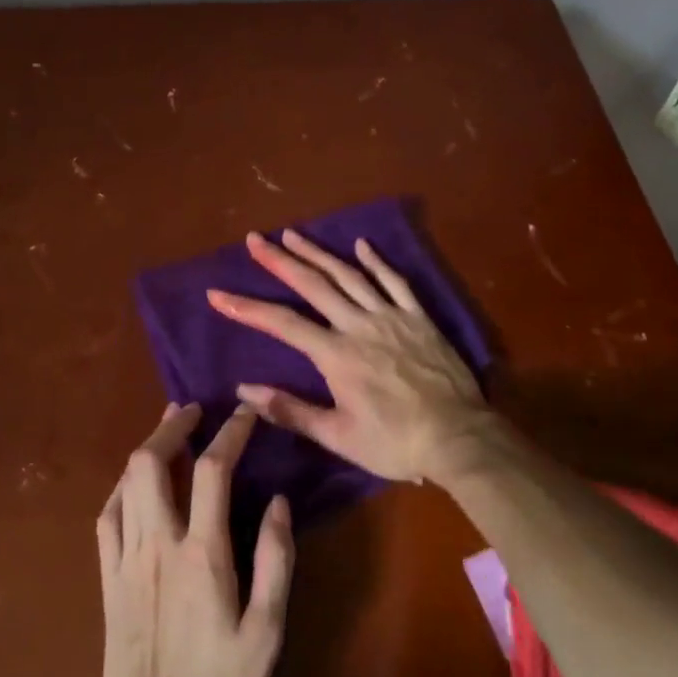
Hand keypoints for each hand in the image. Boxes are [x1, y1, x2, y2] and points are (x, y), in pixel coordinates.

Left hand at [96, 403, 294, 676]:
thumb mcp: (267, 633)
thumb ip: (275, 562)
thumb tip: (278, 501)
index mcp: (202, 554)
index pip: (214, 470)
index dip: (230, 432)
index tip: (244, 413)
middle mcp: (158, 544)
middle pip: (153, 463)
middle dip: (172, 425)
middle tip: (192, 409)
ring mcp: (125, 560)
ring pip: (127, 483)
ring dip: (147, 447)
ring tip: (167, 430)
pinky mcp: (106, 579)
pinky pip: (107, 517)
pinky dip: (121, 487)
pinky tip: (133, 482)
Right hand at [207, 230, 501, 482]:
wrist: (459, 438)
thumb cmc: (395, 442)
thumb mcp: (338, 436)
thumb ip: (291, 410)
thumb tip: (244, 391)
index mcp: (336, 354)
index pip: (282, 324)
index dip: (247, 308)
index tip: (218, 294)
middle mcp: (359, 325)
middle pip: (313, 285)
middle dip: (280, 260)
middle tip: (255, 239)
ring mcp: (391, 316)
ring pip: (349, 274)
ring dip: (319, 252)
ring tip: (293, 234)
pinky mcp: (418, 317)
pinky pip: (395, 281)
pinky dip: (376, 261)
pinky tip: (362, 244)